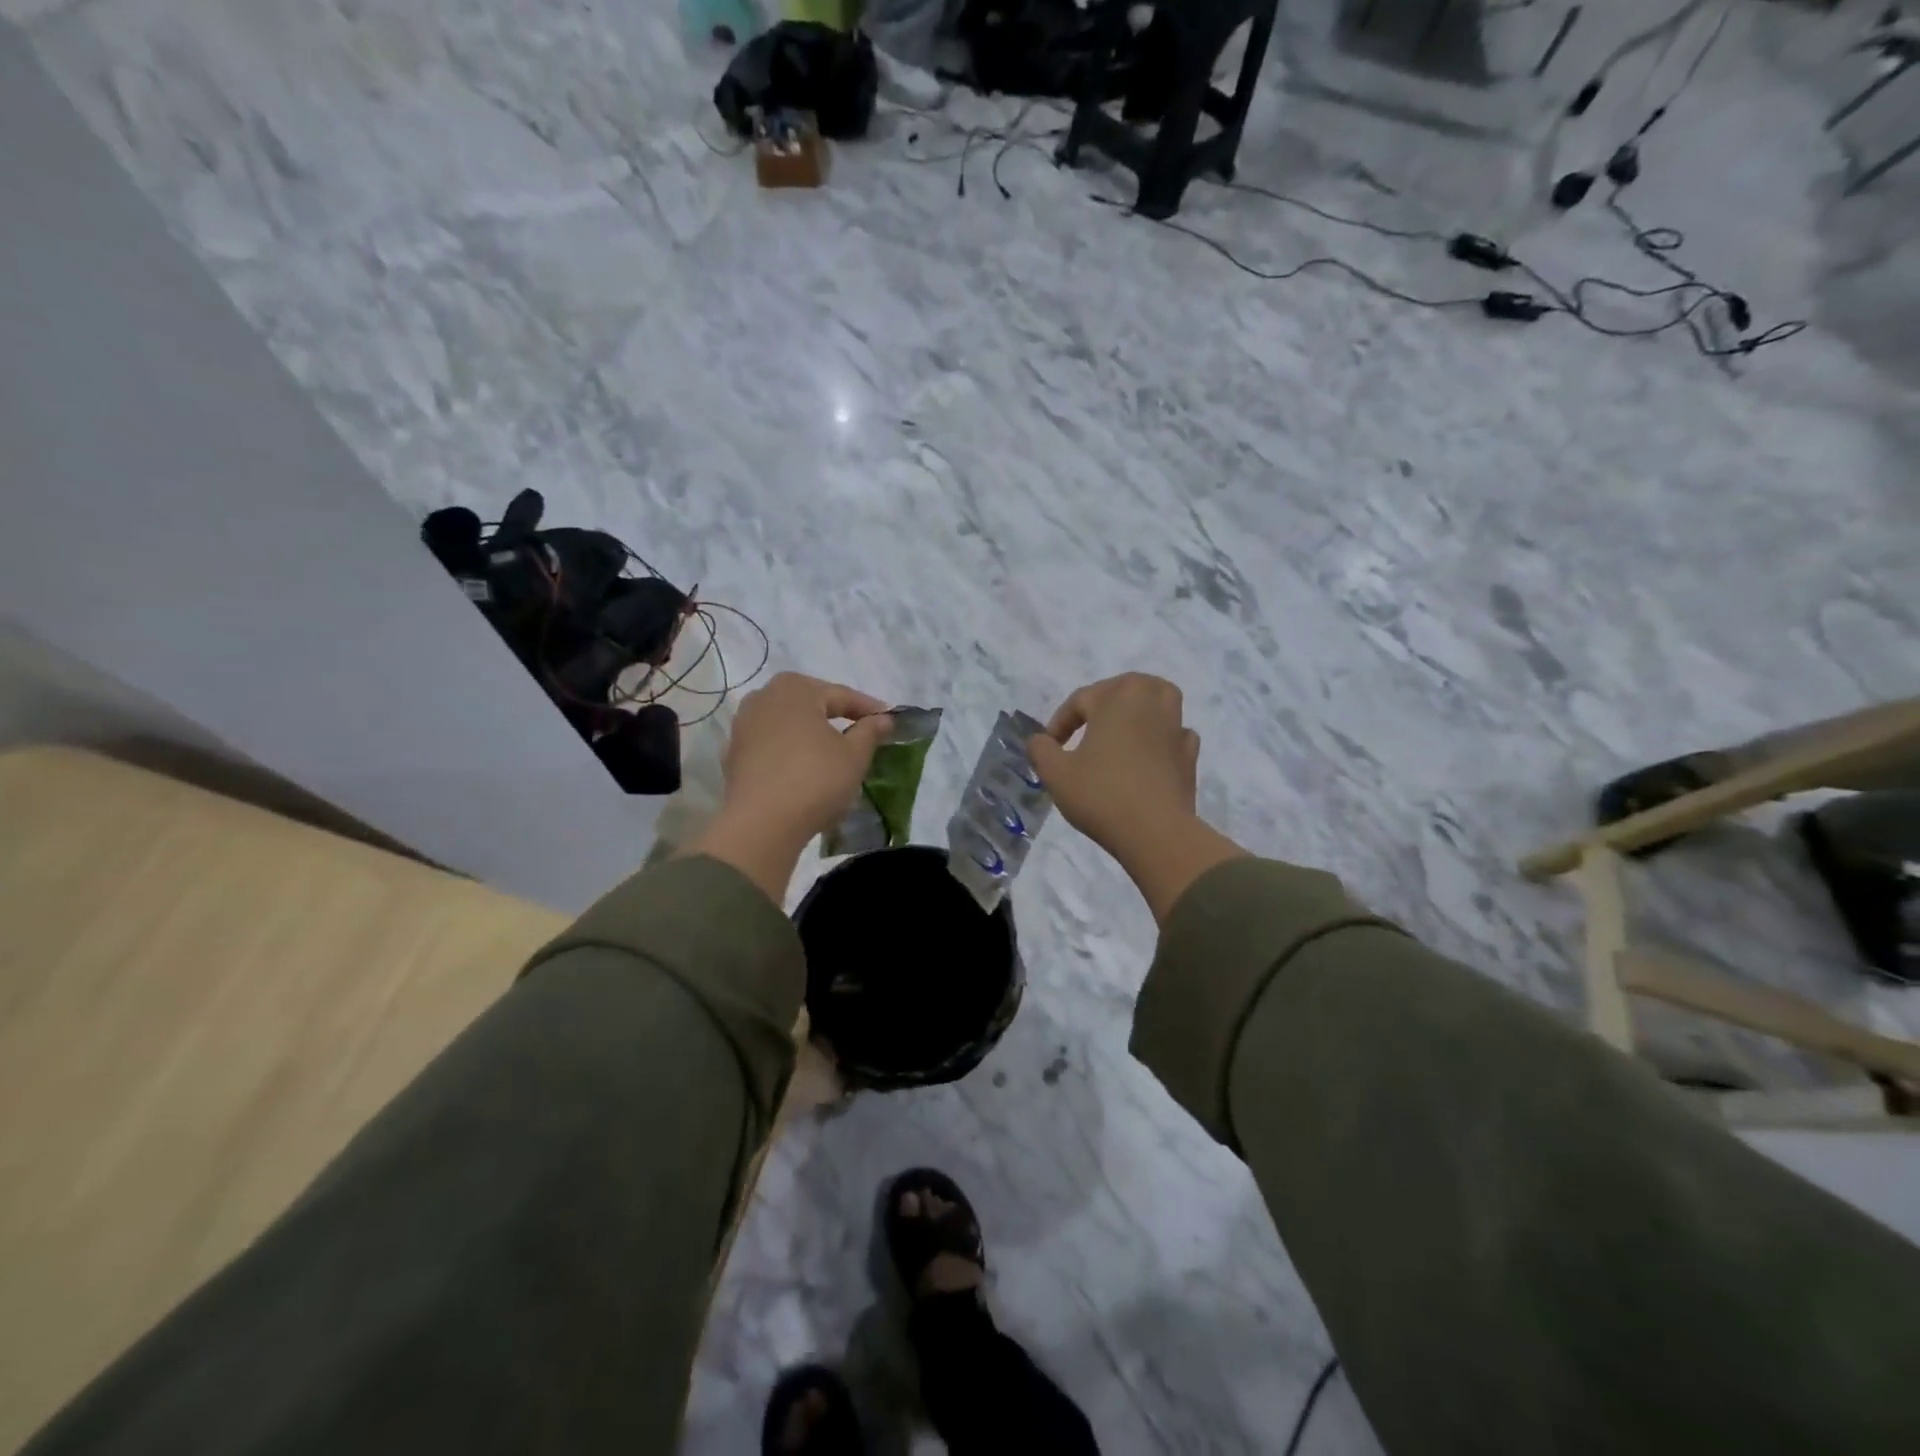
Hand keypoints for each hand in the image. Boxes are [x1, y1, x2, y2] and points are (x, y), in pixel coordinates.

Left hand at [721, 672, 893, 841]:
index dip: (869, 709)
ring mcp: (743, 725)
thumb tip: (884, 718)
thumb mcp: (854, 755)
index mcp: (795, 688)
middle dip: (836, 717)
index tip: (889, 721)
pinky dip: (790, 752)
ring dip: (811, 734)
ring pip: (788, 724)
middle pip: (811, 705)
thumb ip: (870, 731)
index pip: (841, 695)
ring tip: (832, 752)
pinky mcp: (733, 754)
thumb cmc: (815, 779)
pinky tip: (803, 769)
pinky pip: (771, 745)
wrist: (761, 824)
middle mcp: (764, 697)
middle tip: (861, 733)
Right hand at [1029, 674, 1200, 853]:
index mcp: (1117, 698)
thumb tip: (1040, 740)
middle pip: (1127, 686)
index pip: (1081, 699)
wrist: (1155, 831)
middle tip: (1087, 724)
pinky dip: (1163, 736)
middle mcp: (1150, 703)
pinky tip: (1150, 754)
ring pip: (1161, 700)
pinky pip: (1176, 733)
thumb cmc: (1101, 794)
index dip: (1060, 721)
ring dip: (1141, 708)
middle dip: (1104, 700)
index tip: (1050, 747)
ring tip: (1124, 728)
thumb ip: (1041, 750)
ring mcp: (1175, 728)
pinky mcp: (1189, 755)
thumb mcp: (1055, 773)